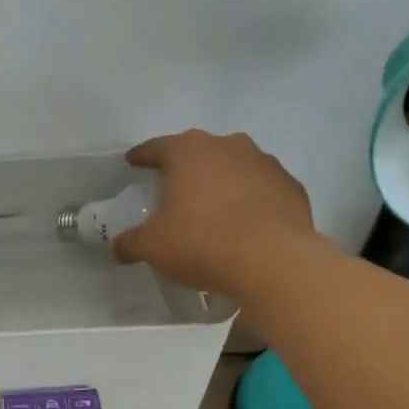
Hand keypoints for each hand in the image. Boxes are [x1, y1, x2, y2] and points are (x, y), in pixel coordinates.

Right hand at [112, 130, 321, 299]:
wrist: (274, 262)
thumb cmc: (202, 243)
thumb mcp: (153, 246)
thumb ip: (131, 242)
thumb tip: (117, 247)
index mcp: (190, 152)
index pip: (158, 147)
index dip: (143, 156)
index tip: (134, 162)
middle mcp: (229, 146)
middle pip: (199, 152)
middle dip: (185, 167)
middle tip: (174, 187)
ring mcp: (265, 164)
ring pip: (235, 167)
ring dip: (221, 182)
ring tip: (212, 207)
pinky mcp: (291, 187)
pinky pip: (261, 189)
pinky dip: (250, 200)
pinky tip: (244, 223)